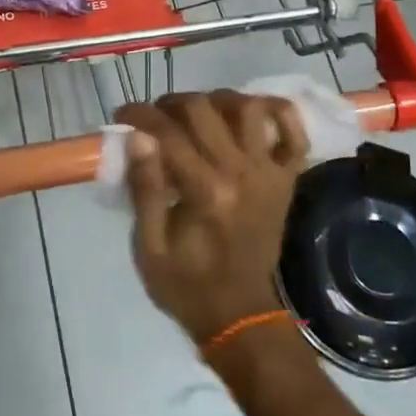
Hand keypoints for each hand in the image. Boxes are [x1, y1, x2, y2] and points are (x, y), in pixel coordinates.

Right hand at [114, 91, 309, 344]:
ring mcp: (269, 173)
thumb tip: (138, 136)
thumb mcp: (149, 247)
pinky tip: (252, 113)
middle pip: (204, 109)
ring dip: (218, 100)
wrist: (240, 315)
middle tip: (154, 118)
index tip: (122, 116)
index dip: (139, 115)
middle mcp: (241, 173)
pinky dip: (278, 112)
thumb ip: (145, 189)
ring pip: (248, 108)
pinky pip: (294, 132)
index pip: (167, 132)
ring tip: (198, 114)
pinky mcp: (286, 179)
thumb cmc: (186, 285)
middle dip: (171, 103)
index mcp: (205, 192)